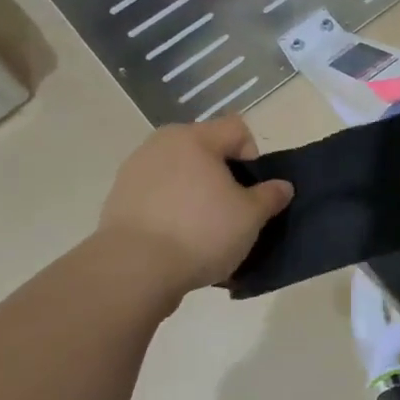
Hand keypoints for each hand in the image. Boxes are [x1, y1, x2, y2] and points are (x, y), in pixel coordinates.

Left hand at [95, 116, 293, 297]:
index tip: (252, 189)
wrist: (134, 270)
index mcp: (195, 138)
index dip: (253, 155)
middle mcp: (161, 144)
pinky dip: (171, 210)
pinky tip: (177, 240)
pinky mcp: (118, 199)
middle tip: (232, 209)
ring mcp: (134, 171)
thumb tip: (281, 186)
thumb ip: (270, 196)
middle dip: (223, 175)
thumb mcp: (251, 217)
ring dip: (195, 193)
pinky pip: (157, 196)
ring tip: (203, 229)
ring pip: (179, 173)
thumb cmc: (201, 232)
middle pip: (205, 149)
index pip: (236, 128)